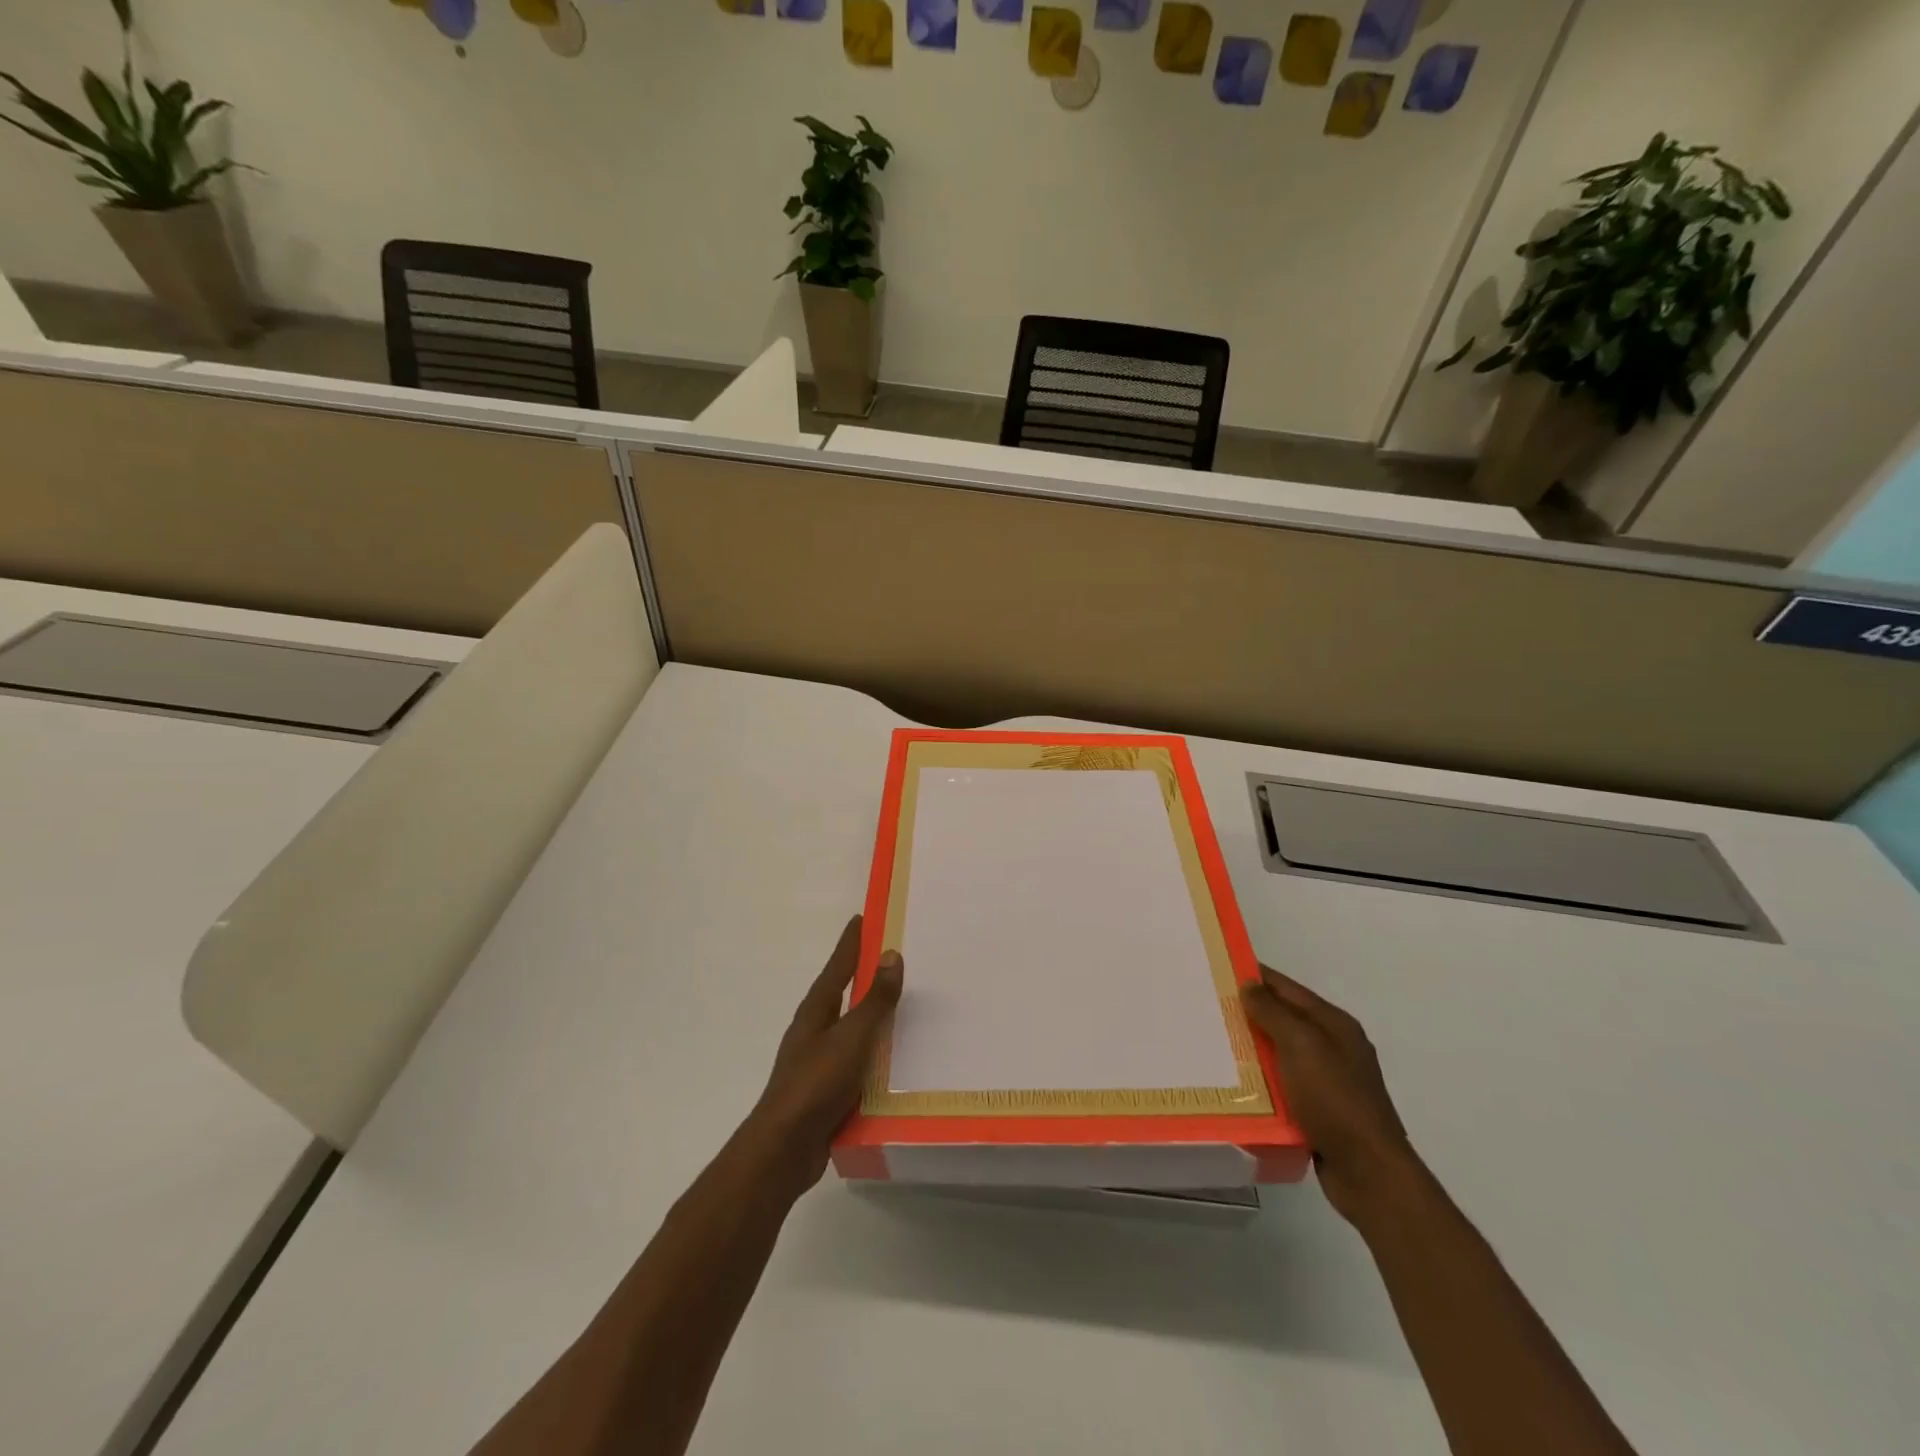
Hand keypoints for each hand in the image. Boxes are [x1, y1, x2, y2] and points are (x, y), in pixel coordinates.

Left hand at [744, 915, 903, 1193]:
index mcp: (817, 1011)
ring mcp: (819, 1061)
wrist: (784, 1149)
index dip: (851, 942)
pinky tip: (897, 1063)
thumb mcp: (852, 1037)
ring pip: (852, 1030)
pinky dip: (876, 1055)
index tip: (862, 918)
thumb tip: (892, 955)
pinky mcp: (828, 1091)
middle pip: (844, 994)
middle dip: (864, 976)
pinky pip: (858, 1063)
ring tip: (905, 1008)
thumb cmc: (815, 1084)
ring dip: (873, 1018)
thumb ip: (874, 1000)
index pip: (838, 966)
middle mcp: (815, 1030)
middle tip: (894, 958)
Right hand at [1240, 964, 1418, 1227]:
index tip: (1219, 969)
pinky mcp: (1321, 1112)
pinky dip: (1263, 1081)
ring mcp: (1330, 1081)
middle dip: (1250, 1013)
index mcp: (1335, 1025)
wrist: (1369, 1173)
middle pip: (1285, 1019)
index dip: (1255, 976)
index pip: (1287, 988)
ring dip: (1254, 1049)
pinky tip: (1237, 1084)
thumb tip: (1250, 984)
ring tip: (1214, 1044)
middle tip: (1208, 1007)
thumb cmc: (1335, 1100)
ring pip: (1282, 1054)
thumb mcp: (1301, 1045)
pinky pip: (1284, 1085)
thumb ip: (1273, 1012)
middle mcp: (1335, 1047)